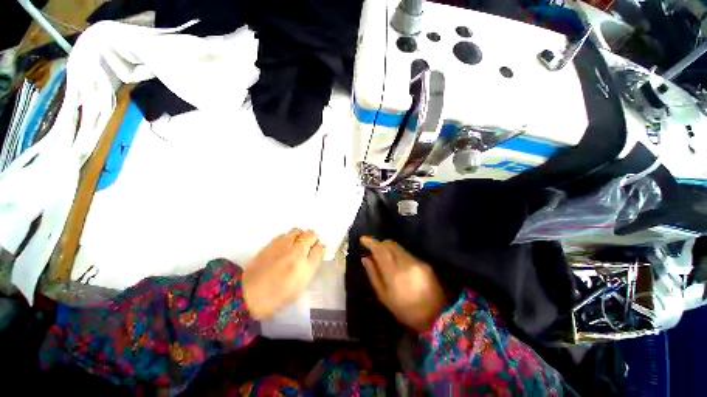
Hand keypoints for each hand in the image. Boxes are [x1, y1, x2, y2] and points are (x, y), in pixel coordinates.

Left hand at [243, 229, 325, 319]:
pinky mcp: (271, 243)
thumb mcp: (302, 282)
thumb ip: (313, 262)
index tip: (316, 252)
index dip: (319, 247)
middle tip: (308, 248)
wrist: (250, 293)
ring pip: (297, 231)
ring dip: (300, 235)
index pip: (319, 245)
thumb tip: (320, 248)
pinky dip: (288, 238)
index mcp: (305, 260)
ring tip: (296, 246)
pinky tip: (284, 248)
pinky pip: (284, 234)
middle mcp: (295, 248)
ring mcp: (282, 243)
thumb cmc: (280, 292)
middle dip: (312, 238)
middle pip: (310, 233)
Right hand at [360, 236, 446, 332]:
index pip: (380, 251)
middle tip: (372, 246)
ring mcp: (417, 262)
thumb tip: (365, 258)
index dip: (371, 243)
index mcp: (394, 274)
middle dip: (379, 243)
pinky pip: (406, 252)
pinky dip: (398, 252)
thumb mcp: (384, 296)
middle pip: (390, 245)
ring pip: (398, 247)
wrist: (435, 316)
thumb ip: (373, 274)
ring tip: (382, 252)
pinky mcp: (424, 263)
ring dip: (388, 247)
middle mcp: (406, 264)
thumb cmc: (404, 310)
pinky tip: (395, 260)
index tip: (363, 239)